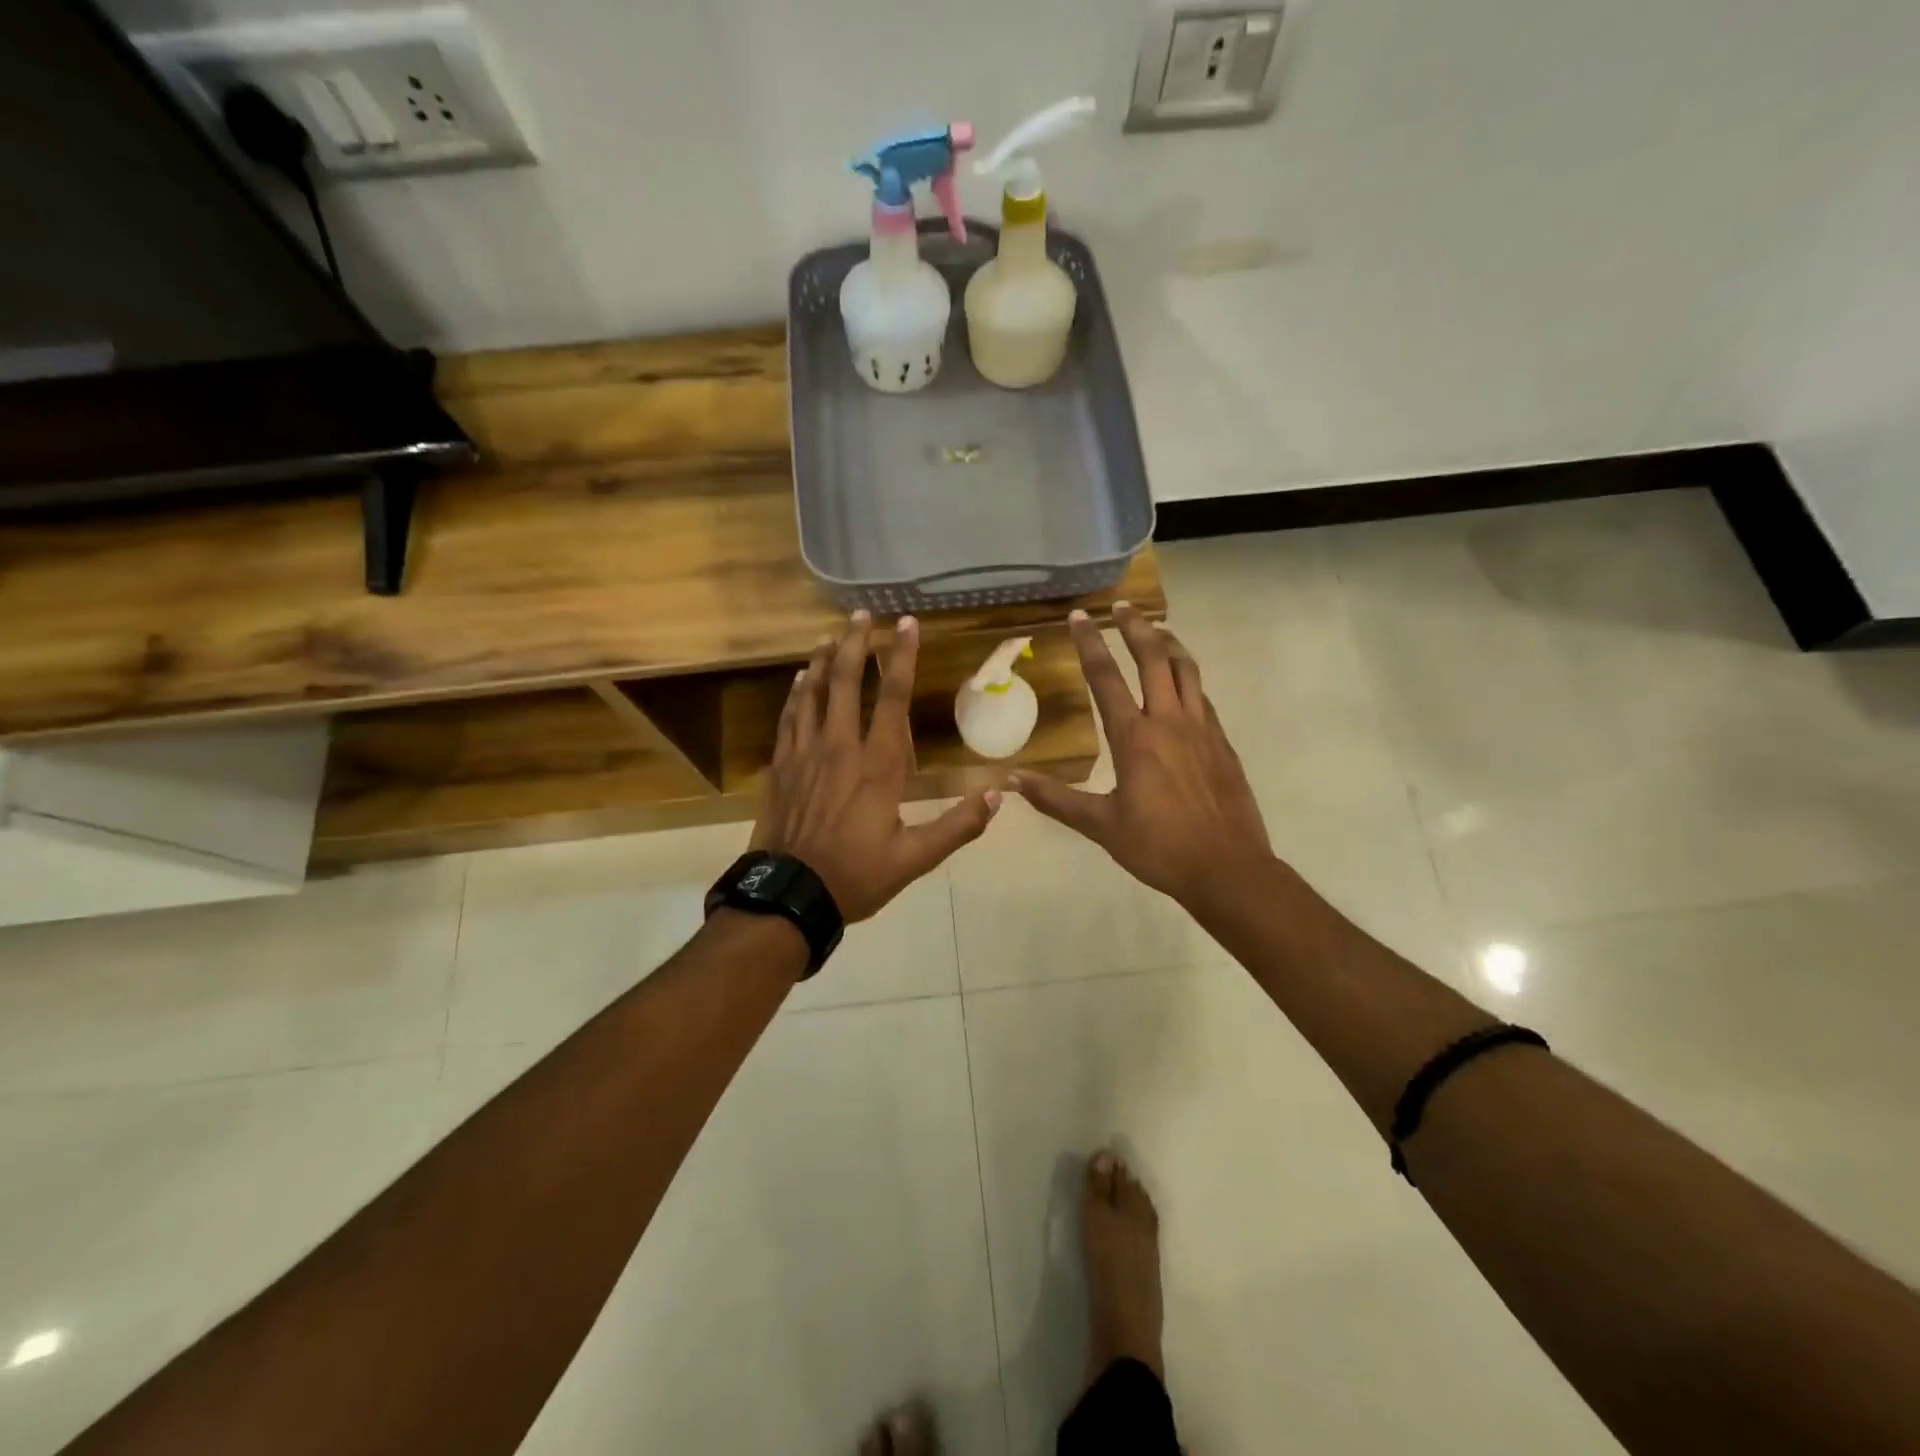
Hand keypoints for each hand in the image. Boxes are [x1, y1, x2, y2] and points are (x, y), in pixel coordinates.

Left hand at [751, 611, 1000, 921]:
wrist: (789, 895)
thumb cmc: (856, 875)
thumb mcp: (916, 859)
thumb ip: (958, 826)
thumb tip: (998, 795)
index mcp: (878, 766)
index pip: (894, 699)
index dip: (903, 657)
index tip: (908, 624)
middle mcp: (840, 747)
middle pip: (847, 682)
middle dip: (856, 644)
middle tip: (862, 615)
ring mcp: (805, 754)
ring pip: (814, 693)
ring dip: (825, 661)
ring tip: (832, 636)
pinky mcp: (781, 766)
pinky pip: (789, 717)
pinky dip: (797, 693)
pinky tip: (801, 679)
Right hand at [1012, 604, 1272, 911]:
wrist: (1228, 868)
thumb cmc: (1159, 847)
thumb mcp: (1101, 826)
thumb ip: (1056, 800)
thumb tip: (1012, 780)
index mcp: (1134, 738)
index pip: (1106, 678)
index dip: (1089, 645)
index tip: (1078, 617)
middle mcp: (1169, 722)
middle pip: (1153, 658)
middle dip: (1135, 627)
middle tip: (1120, 607)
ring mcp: (1201, 729)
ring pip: (1187, 669)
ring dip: (1169, 643)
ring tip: (1155, 629)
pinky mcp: (1222, 742)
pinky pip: (1202, 696)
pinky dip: (1188, 677)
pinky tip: (1182, 683)